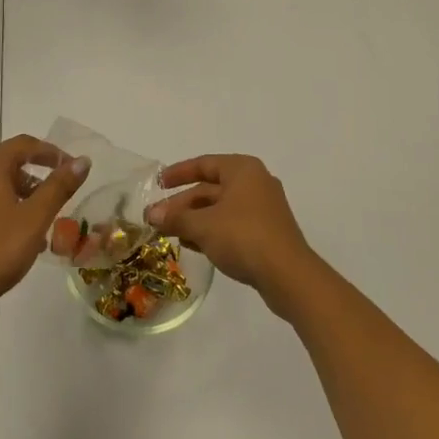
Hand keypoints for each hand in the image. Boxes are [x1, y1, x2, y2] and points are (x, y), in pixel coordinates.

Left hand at [0, 136, 89, 327]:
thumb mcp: (35, 219)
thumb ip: (59, 186)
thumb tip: (82, 160)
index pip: (24, 145)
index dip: (51, 153)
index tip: (70, 168)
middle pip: (5, 166)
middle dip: (32, 182)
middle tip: (52, 206)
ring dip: (13, 201)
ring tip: (31, 231)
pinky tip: (1, 244)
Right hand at [146, 154, 321, 316]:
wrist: (288, 275)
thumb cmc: (243, 237)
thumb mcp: (203, 226)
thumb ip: (176, 218)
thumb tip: (151, 215)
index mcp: (242, 169)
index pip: (204, 164)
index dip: (178, 173)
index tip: (158, 184)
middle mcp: (255, 182)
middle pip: (211, 188)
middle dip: (183, 204)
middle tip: (157, 219)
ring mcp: (263, 208)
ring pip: (221, 208)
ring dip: (195, 220)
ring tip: (171, 234)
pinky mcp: (267, 232)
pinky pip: (233, 224)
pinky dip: (212, 230)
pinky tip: (194, 245)